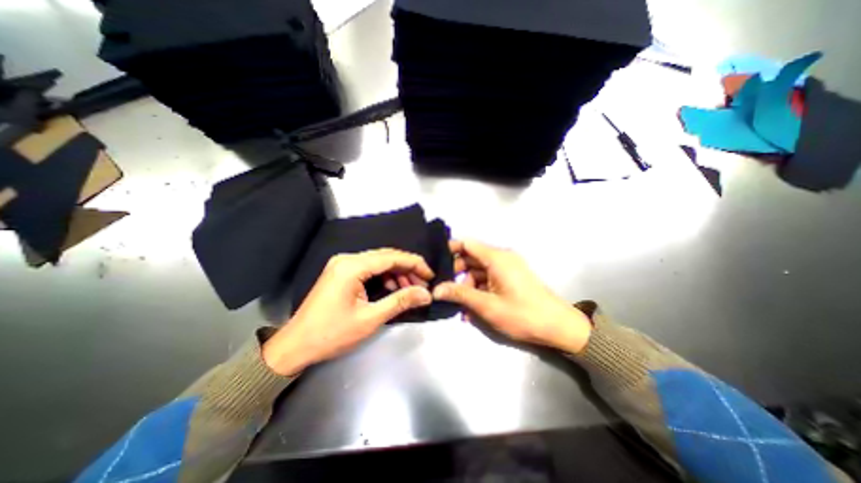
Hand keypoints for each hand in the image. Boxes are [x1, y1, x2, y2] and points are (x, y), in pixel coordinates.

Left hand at [263, 250, 434, 377]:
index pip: (391, 257)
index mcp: (352, 266)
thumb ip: (400, 301)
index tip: (430, 275)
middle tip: (423, 285)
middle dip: (407, 269)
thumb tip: (426, 294)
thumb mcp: (370, 319)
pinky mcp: (341, 273)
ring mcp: (343, 265)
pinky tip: (393, 289)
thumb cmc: (331, 334)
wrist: (295, 346)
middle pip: (386, 257)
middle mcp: (347, 259)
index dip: (414, 264)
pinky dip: (384, 277)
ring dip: (396, 274)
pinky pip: (369, 269)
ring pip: (379, 263)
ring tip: (411, 290)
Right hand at [431, 240, 592, 352]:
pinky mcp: (510, 278)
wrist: (559, 327)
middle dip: (456, 273)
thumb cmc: (522, 314)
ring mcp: (507, 268)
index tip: (435, 263)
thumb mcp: (487, 306)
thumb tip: (436, 290)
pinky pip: (488, 279)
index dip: (450, 250)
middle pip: (471, 258)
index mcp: (497, 258)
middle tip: (442, 288)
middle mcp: (501, 258)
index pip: (467, 244)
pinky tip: (471, 309)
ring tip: (457, 305)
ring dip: (467, 285)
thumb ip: (460, 295)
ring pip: (478, 271)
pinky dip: (479, 290)